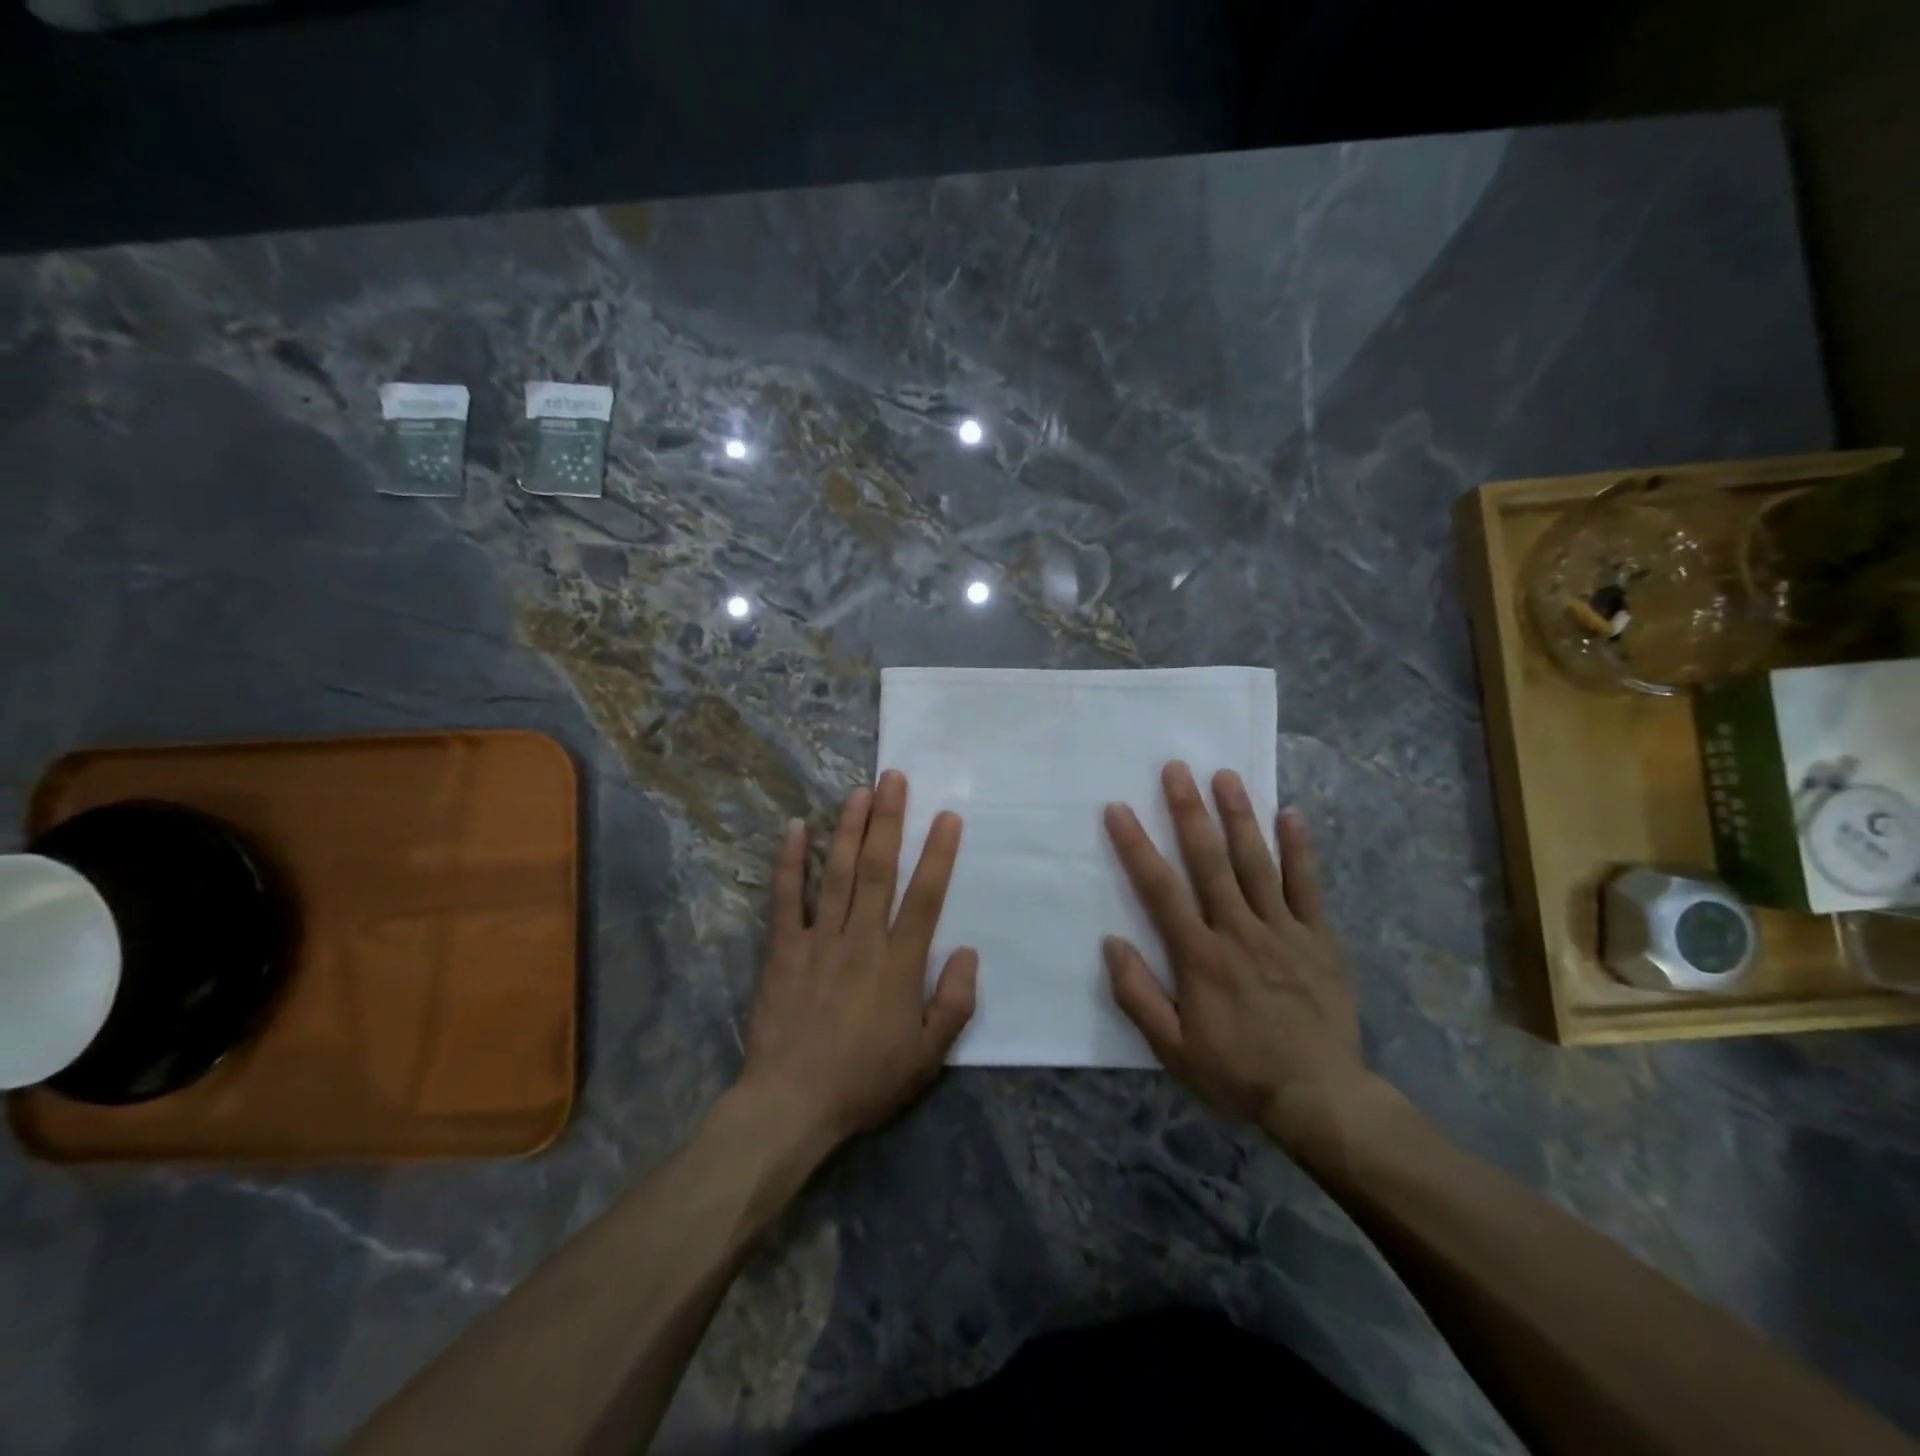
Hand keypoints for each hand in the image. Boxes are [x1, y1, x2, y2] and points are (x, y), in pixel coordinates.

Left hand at [739, 770, 977, 1153]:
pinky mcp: (783, 950)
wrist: (793, 1104)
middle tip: (894, 779)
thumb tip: (968, 953)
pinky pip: (786, 899)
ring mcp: (819, 941)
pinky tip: (796, 829)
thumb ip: (954, 1003)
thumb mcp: (928, 1057)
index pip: (924, 897)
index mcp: (899, 964)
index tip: (947, 816)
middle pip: (878, 870)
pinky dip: (790, 863)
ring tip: (859, 791)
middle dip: (888, 821)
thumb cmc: (866, 1080)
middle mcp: (861, 940)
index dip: (938, 854)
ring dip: (848, 829)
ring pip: (836, 874)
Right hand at [1102, 762, 1370, 1152]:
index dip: (1136, 846)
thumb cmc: (1238, 1072)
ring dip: (1239, 816)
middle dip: (1189, 811)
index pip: (1160, 889)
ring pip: (1256, 862)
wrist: (1320, 1098)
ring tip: (1225, 776)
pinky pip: (1308, 886)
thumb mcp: (1172, 1049)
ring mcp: (1283, 930)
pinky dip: (1300, 849)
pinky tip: (1290, 814)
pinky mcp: (1319, 938)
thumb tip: (1112, 943)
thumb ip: (1138, 995)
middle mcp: (1239, 930)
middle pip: (1209, 861)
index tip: (1118, 810)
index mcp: (1199, 955)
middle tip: (1175, 769)